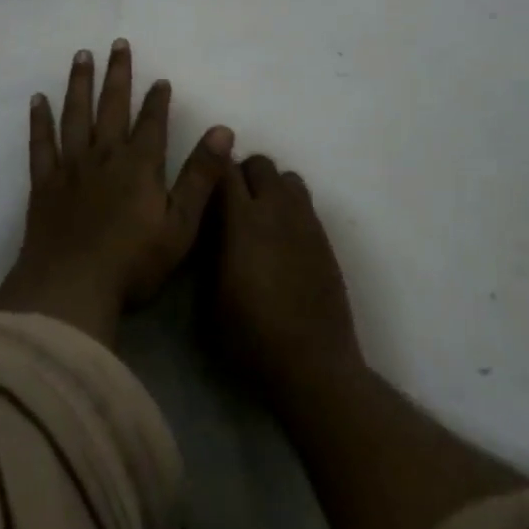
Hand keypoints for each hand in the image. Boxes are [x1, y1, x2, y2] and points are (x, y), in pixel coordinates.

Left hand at [0, 40, 233, 345]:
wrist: (71, 289)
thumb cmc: (133, 262)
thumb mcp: (181, 224)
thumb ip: (201, 176)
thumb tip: (223, 130)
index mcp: (139, 165)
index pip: (152, 122)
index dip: (157, 100)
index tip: (160, 79)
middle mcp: (104, 155)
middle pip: (113, 106)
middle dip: (118, 74)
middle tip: (118, 43)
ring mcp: (71, 167)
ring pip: (76, 114)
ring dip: (80, 83)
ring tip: (82, 56)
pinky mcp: (44, 183)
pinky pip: (41, 143)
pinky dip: (40, 120)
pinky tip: (38, 99)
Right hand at [211, 155, 363, 402]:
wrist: (312, 365)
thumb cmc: (251, 336)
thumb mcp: (209, 298)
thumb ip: (208, 252)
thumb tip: (208, 228)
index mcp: (242, 220)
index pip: (224, 169)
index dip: (212, 170)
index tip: (203, 183)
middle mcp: (276, 209)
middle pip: (260, 164)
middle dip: (243, 174)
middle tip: (231, 204)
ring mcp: (305, 222)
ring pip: (288, 178)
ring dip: (271, 188)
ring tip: (261, 218)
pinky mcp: (324, 239)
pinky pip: (305, 204)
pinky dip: (290, 209)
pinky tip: (283, 241)